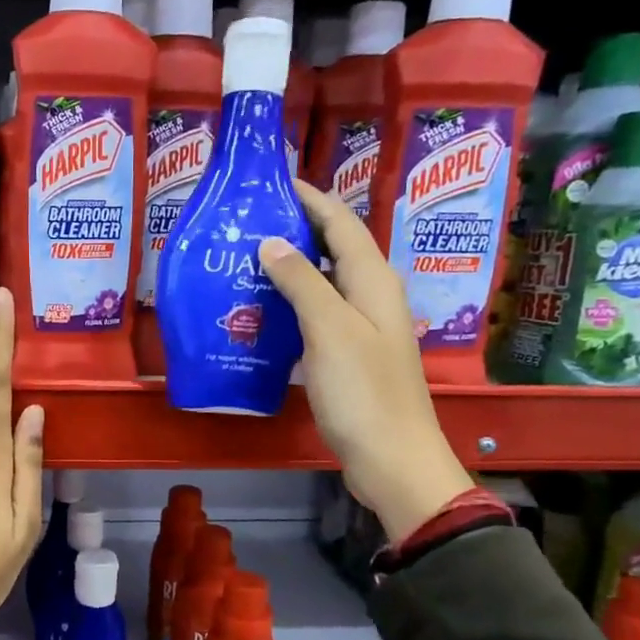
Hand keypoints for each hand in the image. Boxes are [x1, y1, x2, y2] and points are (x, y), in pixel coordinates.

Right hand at [258, 180, 470, 542]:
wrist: (392, 458)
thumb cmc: (362, 392)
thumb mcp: (329, 330)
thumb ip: (302, 282)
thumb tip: (271, 242)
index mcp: (373, 281)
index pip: (341, 223)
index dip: (311, 198)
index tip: (274, 181)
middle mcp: (372, 296)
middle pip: (335, 248)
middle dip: (297, 228)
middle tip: (249, 221)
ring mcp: (362, 327)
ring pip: (325, 282)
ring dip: (292, 266)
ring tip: (247, 258)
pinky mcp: (350, 355)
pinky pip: (319, 314)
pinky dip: (293, 303)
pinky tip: (263, 310)